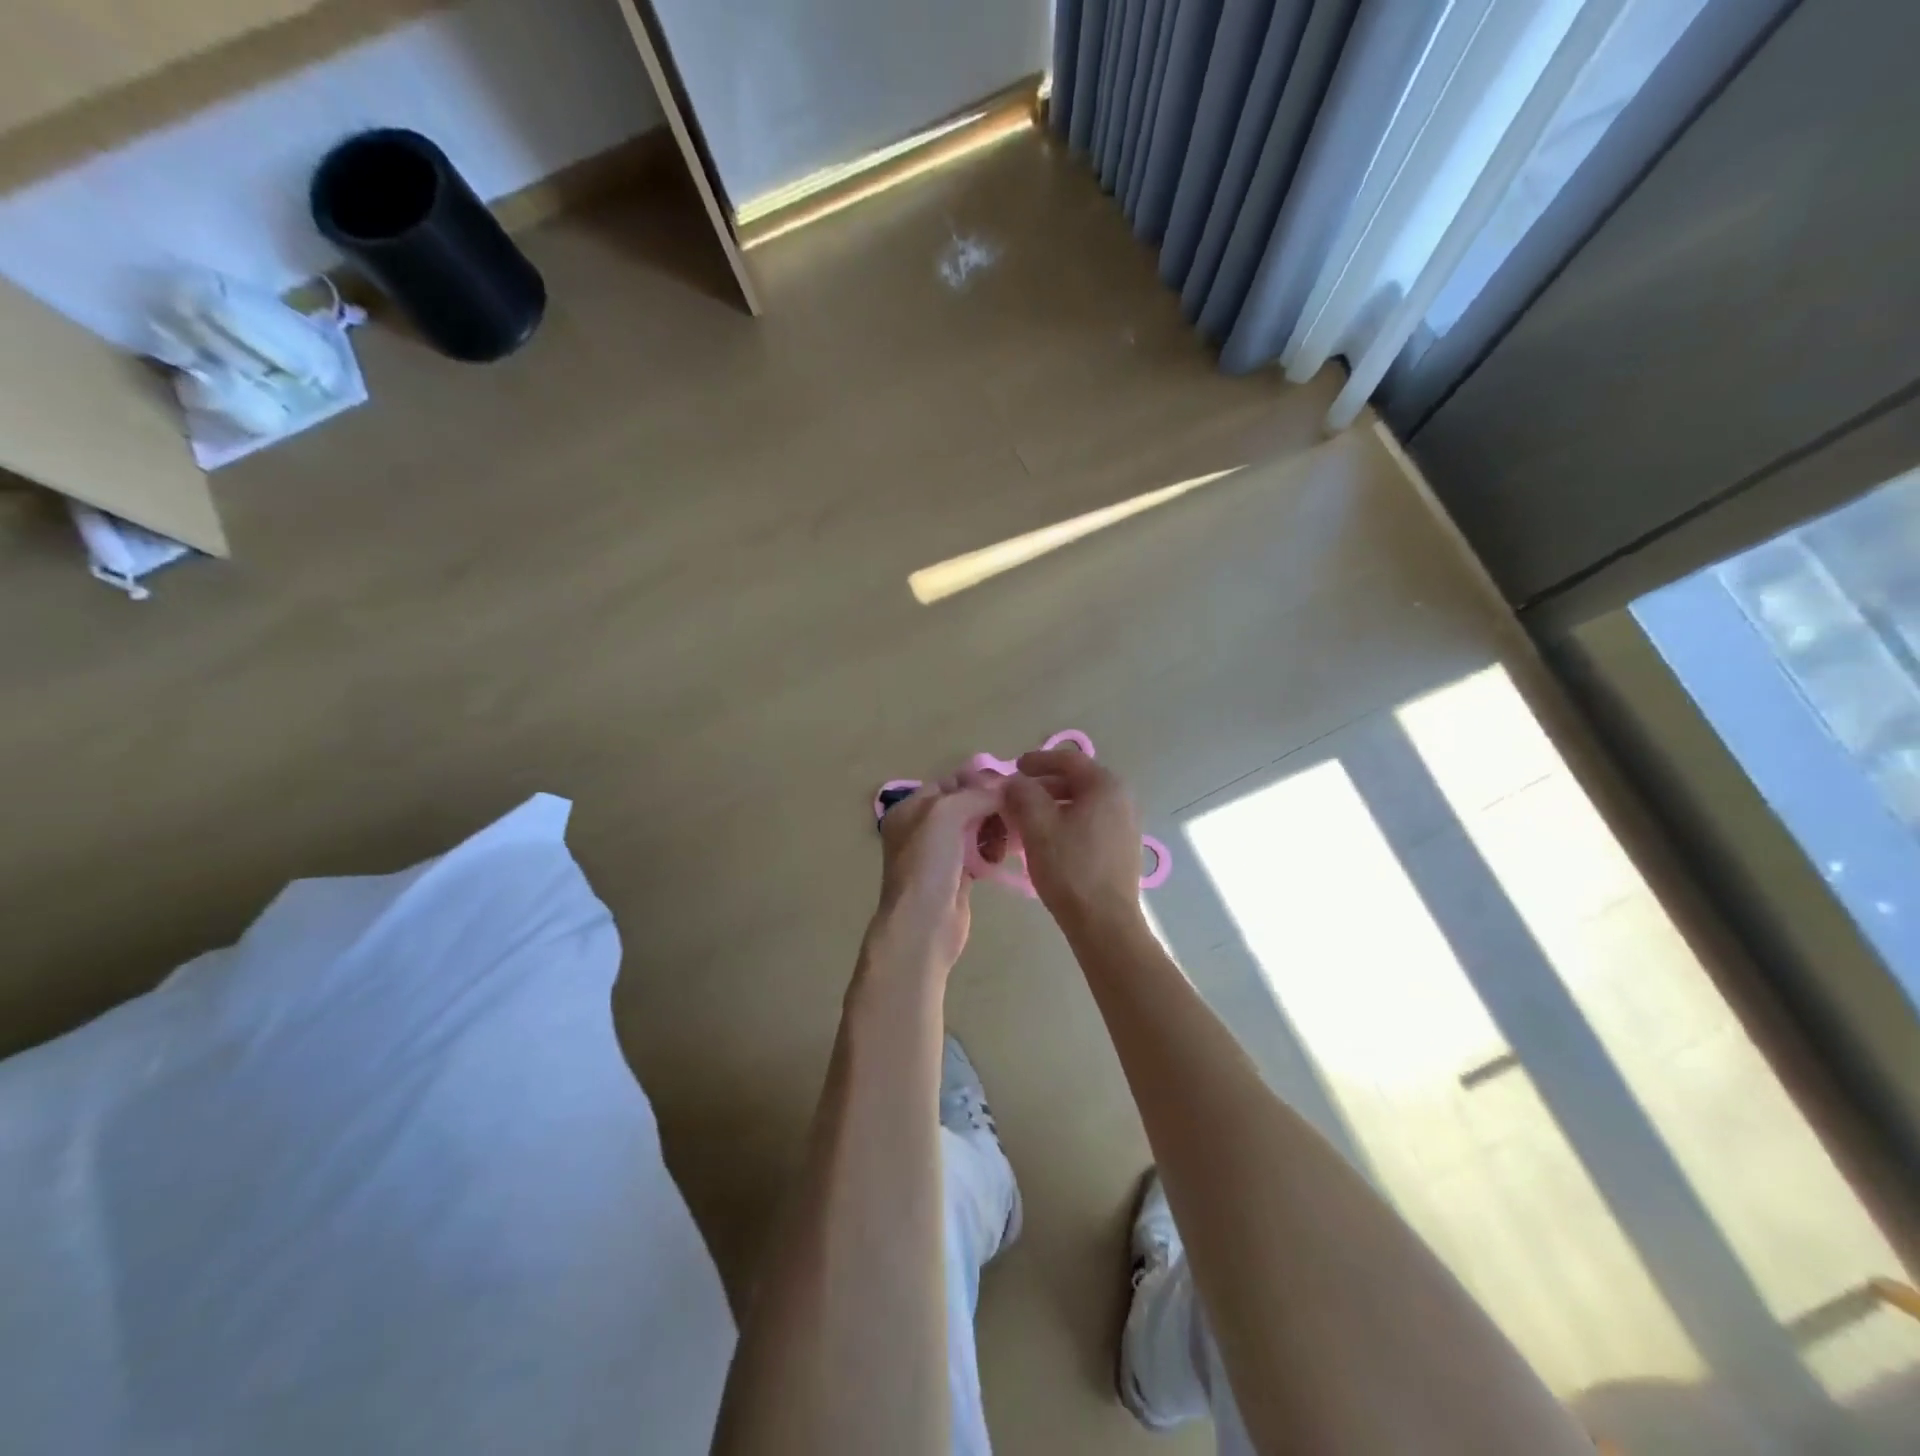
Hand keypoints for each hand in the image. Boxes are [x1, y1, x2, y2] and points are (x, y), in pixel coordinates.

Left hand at [867, 771, 1006, 978]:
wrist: (923, 925)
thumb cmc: (928, 864)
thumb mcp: (946, 813)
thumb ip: (976, 794)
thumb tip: (1006, 789)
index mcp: (911, 808)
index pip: (951, 782)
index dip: (980, 782)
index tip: (1010, 787)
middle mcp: (922, 827)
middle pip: (966, 804)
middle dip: (991, 806)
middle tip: (1014, 813)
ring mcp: (939, 853)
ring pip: (976, 828)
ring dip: (995, 829)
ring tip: (1007, 839)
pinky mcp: (957, 875)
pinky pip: (980, 851)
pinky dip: (992, 850)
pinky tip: (999, 857)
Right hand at [1001, 748, 1144, 931]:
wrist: (1105, 923)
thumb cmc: (1070, 868)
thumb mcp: (1037, 826)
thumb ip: (1022, 794)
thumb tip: (1013, 782)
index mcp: (1106, 786)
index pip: (1068, 759)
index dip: (1037, 760)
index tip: (1013, 768)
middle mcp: (1122, 799)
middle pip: (1076, 781)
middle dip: (1042, 785)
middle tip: (1015, 796)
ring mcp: (1126, 824)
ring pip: (1082, 804)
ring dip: (1052, 805)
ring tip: (1025, 819)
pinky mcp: (1122, 848)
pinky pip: (1090, 823)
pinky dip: (1066, 822)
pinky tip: (1046, 840)